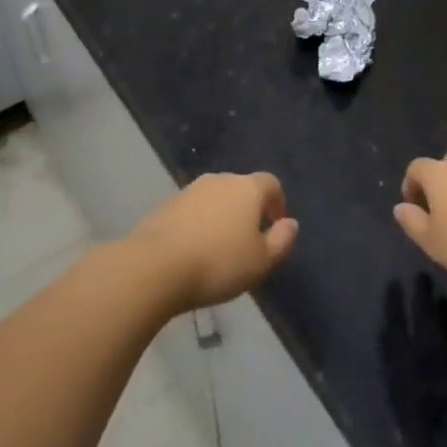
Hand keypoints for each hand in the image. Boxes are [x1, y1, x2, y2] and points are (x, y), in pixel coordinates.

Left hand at [130, 171, 298, 310]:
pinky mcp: (165, 205)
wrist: (155, 266)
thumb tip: (290, 223)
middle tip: (249, 240)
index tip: (276, 225)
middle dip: (248, 209)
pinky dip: (198, 223)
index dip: (277, 202)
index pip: (271, 183)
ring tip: (220, 247)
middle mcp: (219, 180)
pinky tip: (194, 250)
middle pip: (241, 187)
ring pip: (214, 198)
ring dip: (221, 216)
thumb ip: (282, 240)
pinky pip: (192, 210)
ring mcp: (189, 190)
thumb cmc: (218, 263)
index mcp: (247, 188)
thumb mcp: (261, 261)